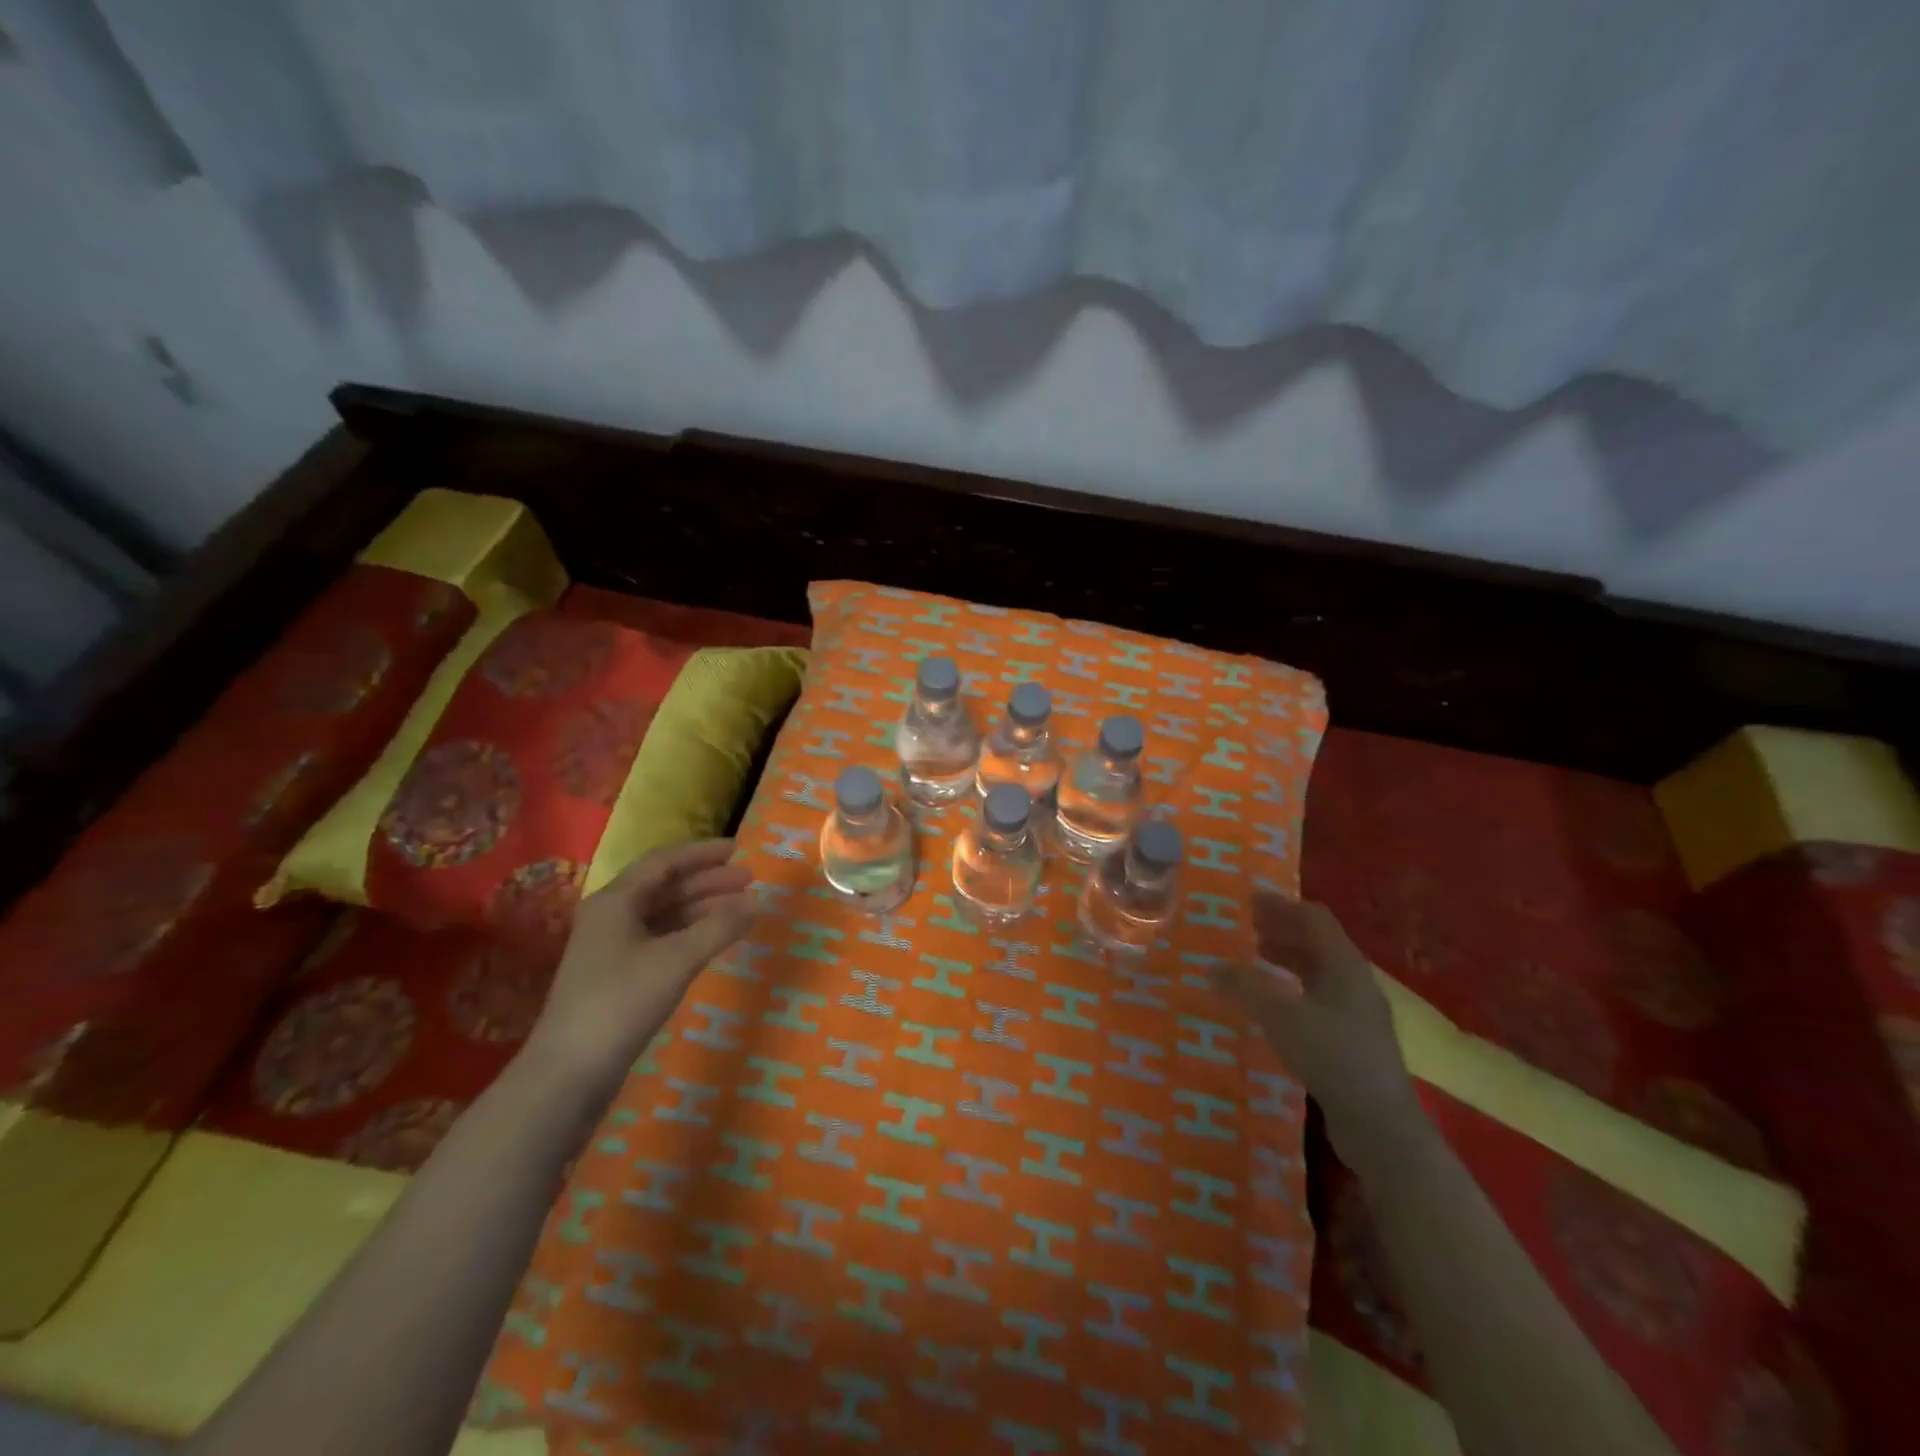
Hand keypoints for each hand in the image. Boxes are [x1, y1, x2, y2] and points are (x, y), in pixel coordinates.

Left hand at [523, 839, 753, 1092]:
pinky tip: (713, 942)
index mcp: (615, 901)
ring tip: (741, 910)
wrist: (568, 1073)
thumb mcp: (676, 960)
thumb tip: (755, 902)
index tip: (738, 850)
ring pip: (664, 915)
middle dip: (707, 882)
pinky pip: (661, 940)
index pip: (664, 862)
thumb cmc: (621, 1003)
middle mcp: (611, 917)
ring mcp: (612, 949)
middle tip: (749, 881)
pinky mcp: (617, 977)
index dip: (702, 853)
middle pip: (665, 887)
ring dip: (702, 909)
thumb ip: (719, 927)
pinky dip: (690, 934)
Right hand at [1212, 891, 1423, 1169]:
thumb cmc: (1332, 1057)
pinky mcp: (1353, 1040)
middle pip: (1318, 943)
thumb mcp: (1280, 1017)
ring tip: (1253, 958)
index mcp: (1345, 966)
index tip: (1249, 900)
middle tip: (1246, 926)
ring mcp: (1358, 1013)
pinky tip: (1272, 1003)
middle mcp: (1355, 982)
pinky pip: (1319, 998)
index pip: (1315, 918)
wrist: (1381, 1126)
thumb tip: (1211, 966)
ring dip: (1287, 959)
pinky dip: (1292, 988)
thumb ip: (1245, 988)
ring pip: (1319, 972)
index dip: (1282, 905)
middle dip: (1282, 930)